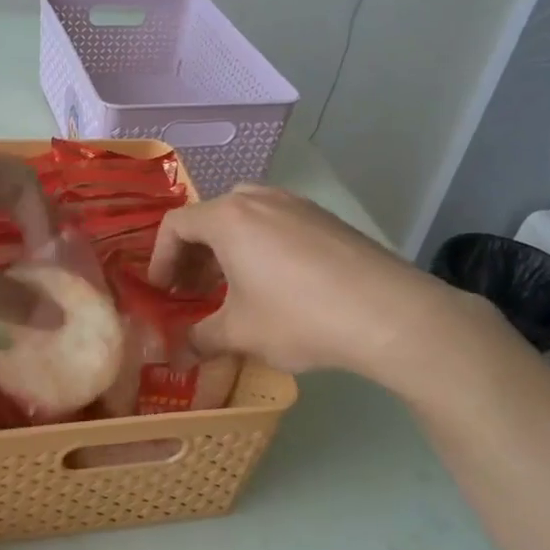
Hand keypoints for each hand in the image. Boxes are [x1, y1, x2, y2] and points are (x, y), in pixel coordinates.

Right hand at [147, 185, 506, 381]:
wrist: (389, 313)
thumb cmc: (299, 317)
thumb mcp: (241, 334)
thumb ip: (201, 338)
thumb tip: (182, 349)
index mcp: (229, 217)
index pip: (175, 225)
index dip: (160, 260)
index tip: (163, 293)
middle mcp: (260, 199)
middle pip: (210, 218)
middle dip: (194, 255)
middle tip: (193, 292)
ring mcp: (297, 205)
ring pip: (246, 220)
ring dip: (227, 252)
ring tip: (232, 291)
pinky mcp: (326, 219)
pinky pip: (277, 225)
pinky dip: (260, 249)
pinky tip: (275, 287)